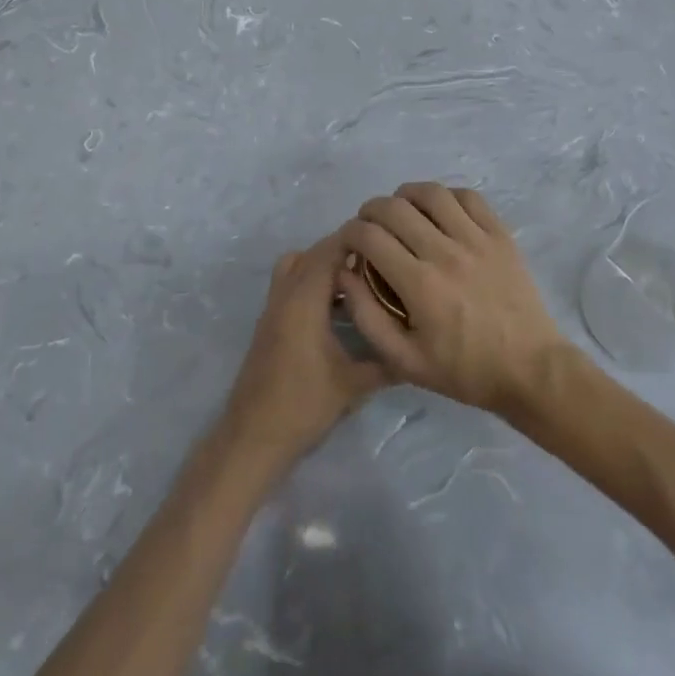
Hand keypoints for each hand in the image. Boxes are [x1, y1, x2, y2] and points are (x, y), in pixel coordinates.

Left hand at [220, 235, 387, 466]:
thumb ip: (387, 363)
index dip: (356, 238)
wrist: (253, 437)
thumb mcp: (353, 385)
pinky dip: (313, 282)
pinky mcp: (270, 323)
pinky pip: (291, 284)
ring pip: (297, 266)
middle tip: (380, 259)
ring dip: (324, 265)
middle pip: (313, 253)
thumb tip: (421, 349)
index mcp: (304, 300)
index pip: (329, 250)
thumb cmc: (303, 406)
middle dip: (344, 249)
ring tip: (360, 280)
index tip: (387, 239)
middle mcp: (285, 294)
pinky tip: (338, 308)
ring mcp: (273, 308)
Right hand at [339, 183, 565, 416]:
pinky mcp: (500, 235)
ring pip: (432, 193)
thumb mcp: (405, 361)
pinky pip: (468, 197)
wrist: (531, 370)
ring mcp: (476, 239)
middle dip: (370, 210)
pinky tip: (439, 211)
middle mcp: (445, 252)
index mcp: (419, 284)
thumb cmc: (465, 370)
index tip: (349, 243)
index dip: (350, 232)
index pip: (370, 236)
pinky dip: (446, 196)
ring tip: (402, 211)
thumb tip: (345, 274)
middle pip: (395, 207)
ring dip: (406, 195)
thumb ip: (367, 316)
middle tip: (369, 226)